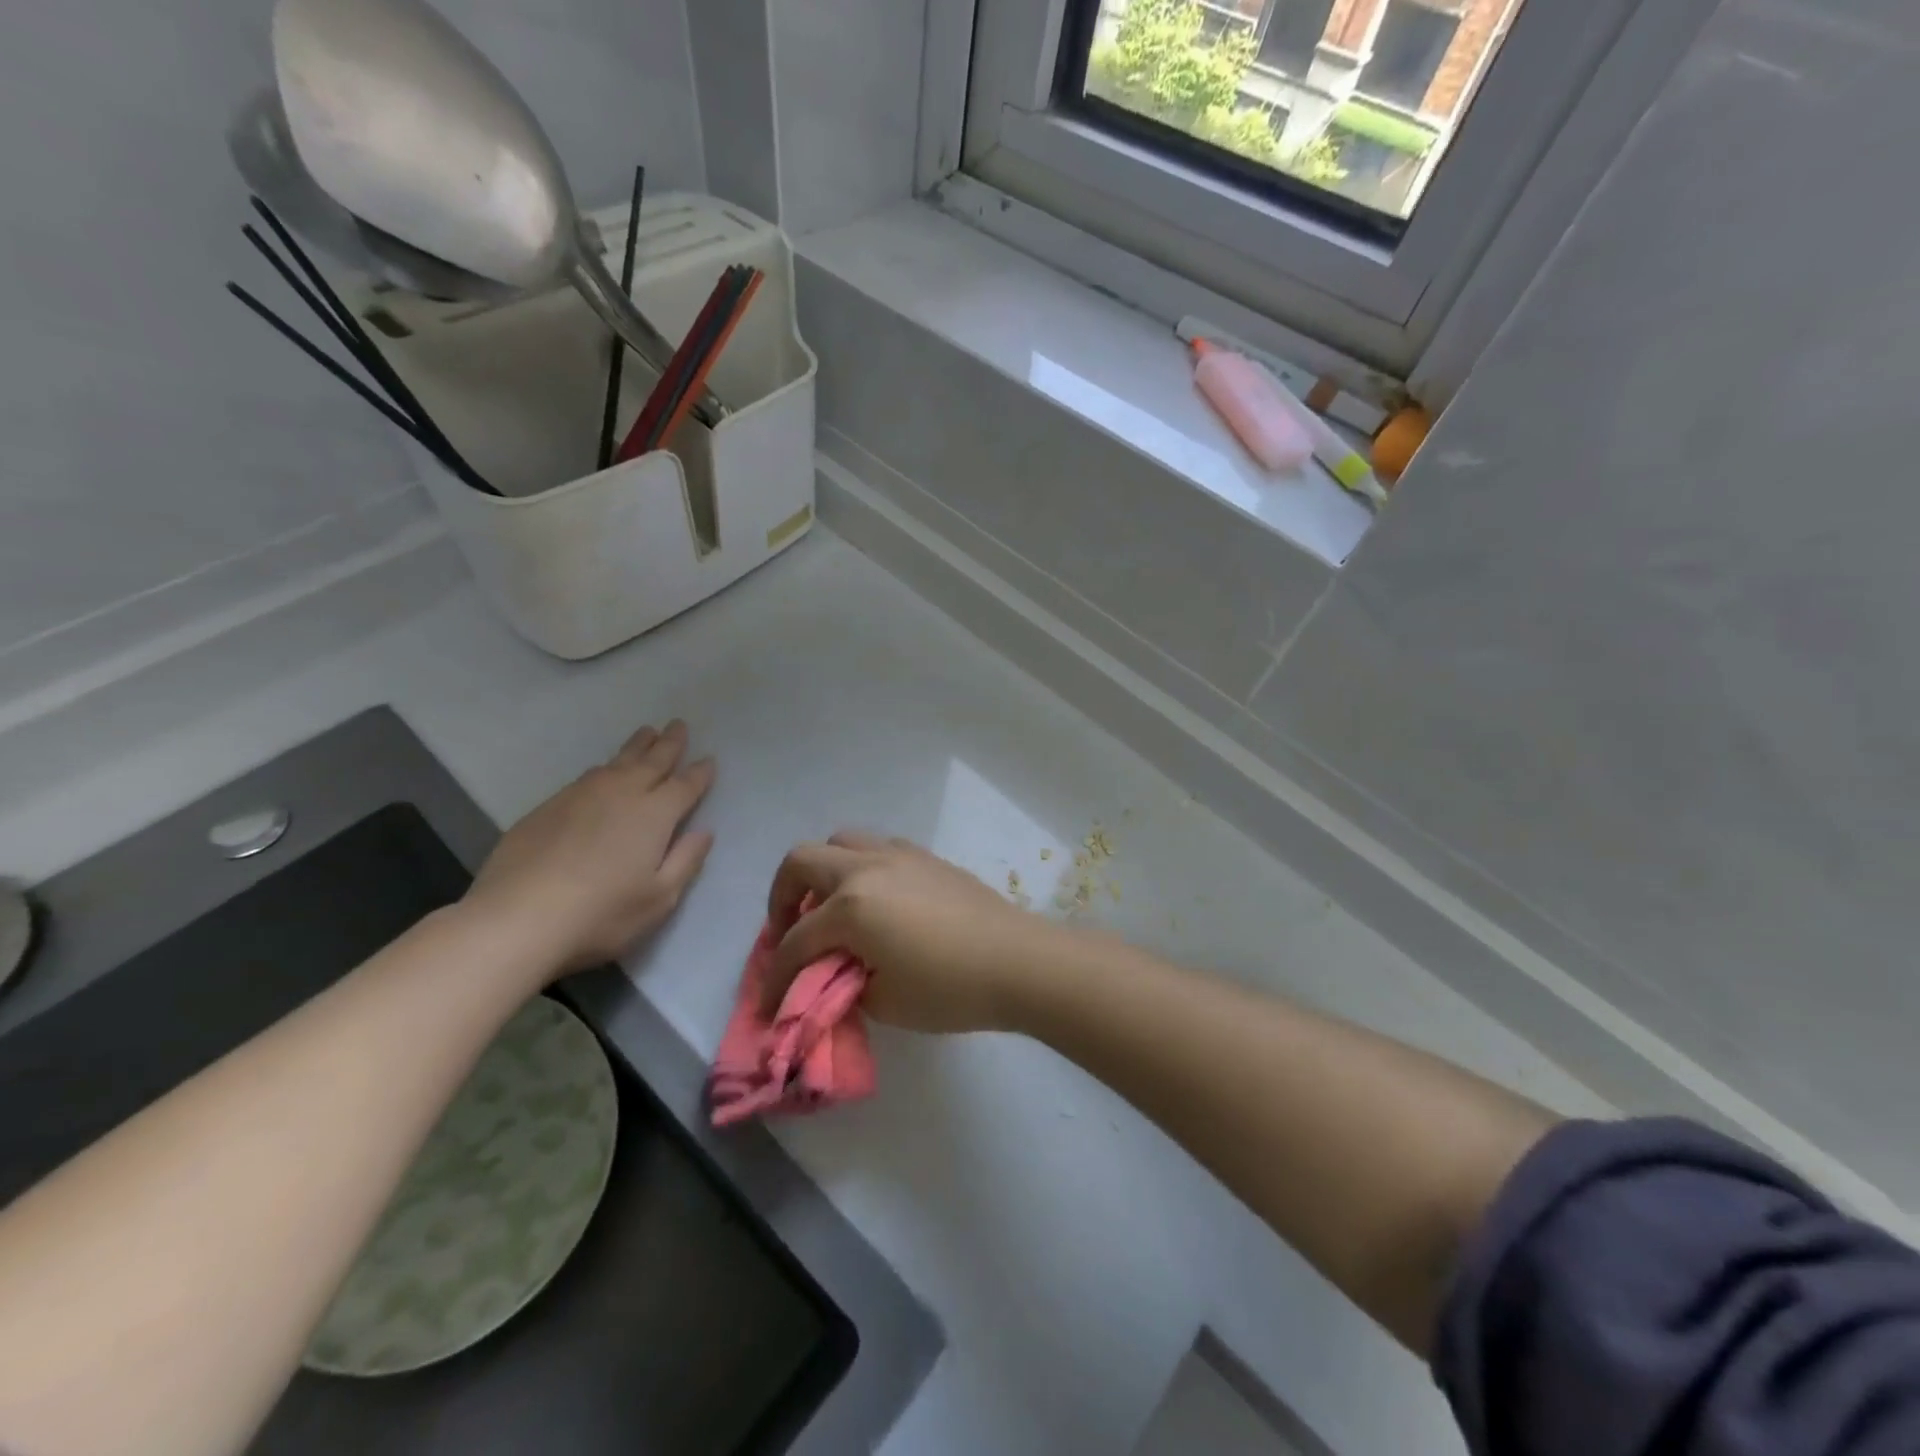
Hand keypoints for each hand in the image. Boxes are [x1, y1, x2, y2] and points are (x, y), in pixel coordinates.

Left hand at [466, 720, 714, 978]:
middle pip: (652, 761)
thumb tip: (704, 831)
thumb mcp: (659, 898)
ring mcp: (582, 796)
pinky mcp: (549, 806)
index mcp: (655, 814)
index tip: (709, 760)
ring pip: (617, 762)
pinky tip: (602, 771)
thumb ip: (686, 861)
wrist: (518, 918)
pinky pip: (587, 776)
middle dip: (669, 743)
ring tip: (647, 733)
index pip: (685, 786)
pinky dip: (605, 767)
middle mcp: (621, 794)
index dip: (699, 773)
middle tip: (679, 724)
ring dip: (637, 746)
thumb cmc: (601, 913)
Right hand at [765, 833, 1057, 1032]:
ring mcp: (899, 855)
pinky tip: (874, 900)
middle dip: (782, 896)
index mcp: (851, 907)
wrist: (1017, 960)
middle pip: (802, 861)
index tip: (768, 1005)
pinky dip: (859, 868)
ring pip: (841, 841)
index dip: (775, 978)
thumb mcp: (885, 1001)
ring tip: (830, 907)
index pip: (796, 942)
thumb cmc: (950, 988)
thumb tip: (835, 974)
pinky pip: (876, 847)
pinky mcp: (925, 856)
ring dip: (823, 872)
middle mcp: (867, 868)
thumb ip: (845, 984)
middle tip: (789, 930)